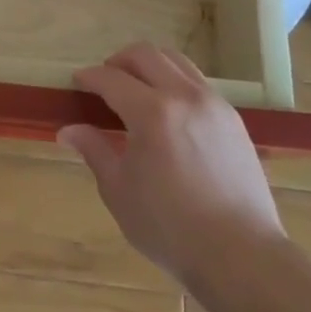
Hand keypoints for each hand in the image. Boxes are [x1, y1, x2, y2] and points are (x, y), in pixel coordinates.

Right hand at [57, 41, 284, 285]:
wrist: (242, 257)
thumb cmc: (171, 228)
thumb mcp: (119, 191)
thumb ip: (94, 150)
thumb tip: (68, 130)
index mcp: (152, 112)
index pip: (111, 78)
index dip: (89, 77)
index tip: (77, 84)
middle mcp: (184, 96)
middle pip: (145, 55)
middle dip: (118, 61)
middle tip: (104, 83)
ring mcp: (213, 104)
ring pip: (176, 61)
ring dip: (149, 66)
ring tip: (136, 91)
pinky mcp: (233, 119)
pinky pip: (197, 83)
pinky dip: (175, 83)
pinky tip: (168, 113)